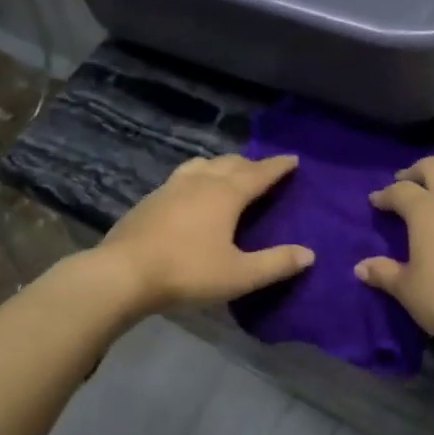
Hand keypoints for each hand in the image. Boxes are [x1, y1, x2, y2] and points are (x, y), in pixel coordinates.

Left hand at [97, 153, 314, 313]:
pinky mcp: (151, 198)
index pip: (259, 173)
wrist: (124, 272)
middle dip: (251, 164)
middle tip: (264, 170)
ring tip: (229, 173)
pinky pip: (183, 175)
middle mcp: (200, 182)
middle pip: (231, 163)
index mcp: (225, 194)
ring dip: (222, 165)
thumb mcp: (239, 275)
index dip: (278, 166)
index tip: (293, 159)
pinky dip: (199, 175)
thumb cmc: (187, 272)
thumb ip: (275, 263)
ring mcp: (172, 187)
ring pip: (203, 164)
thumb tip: (309, 254)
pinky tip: (192, 191)